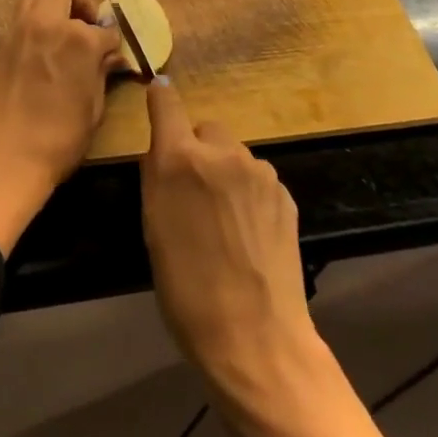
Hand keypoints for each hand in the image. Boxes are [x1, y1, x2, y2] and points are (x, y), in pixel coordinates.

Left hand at [0, 0, 122, 253]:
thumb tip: (111, 58)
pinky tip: (40, 50)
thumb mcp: (92, 110)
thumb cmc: (57, 141)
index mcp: (78, 38)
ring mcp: (18, 30)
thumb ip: (101, 74)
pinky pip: (19, 17)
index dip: (112, 44)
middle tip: (86, 27)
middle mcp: (47, 23)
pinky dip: (33, 22)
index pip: (105, 29)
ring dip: (52, 2)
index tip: (113, 57)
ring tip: (62, 33)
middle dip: (81, 0)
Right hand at [140, 78, 315, 374]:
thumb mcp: (152, 227)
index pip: (166, 102)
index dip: (160, 98)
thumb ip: (157, 175)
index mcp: (180, 158)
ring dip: (225, 171)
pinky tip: (248, 231)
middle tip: (192, 192)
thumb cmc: (186, 288)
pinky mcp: (285, 194)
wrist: (255, 338)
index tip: (157, 99)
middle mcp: (222, 153)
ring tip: (223, 220)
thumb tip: (161, 146)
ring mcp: (259, 172)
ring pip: (234, 154)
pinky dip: (248, 192)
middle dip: (196, 149)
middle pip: (205, 129)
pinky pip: (257, 178)